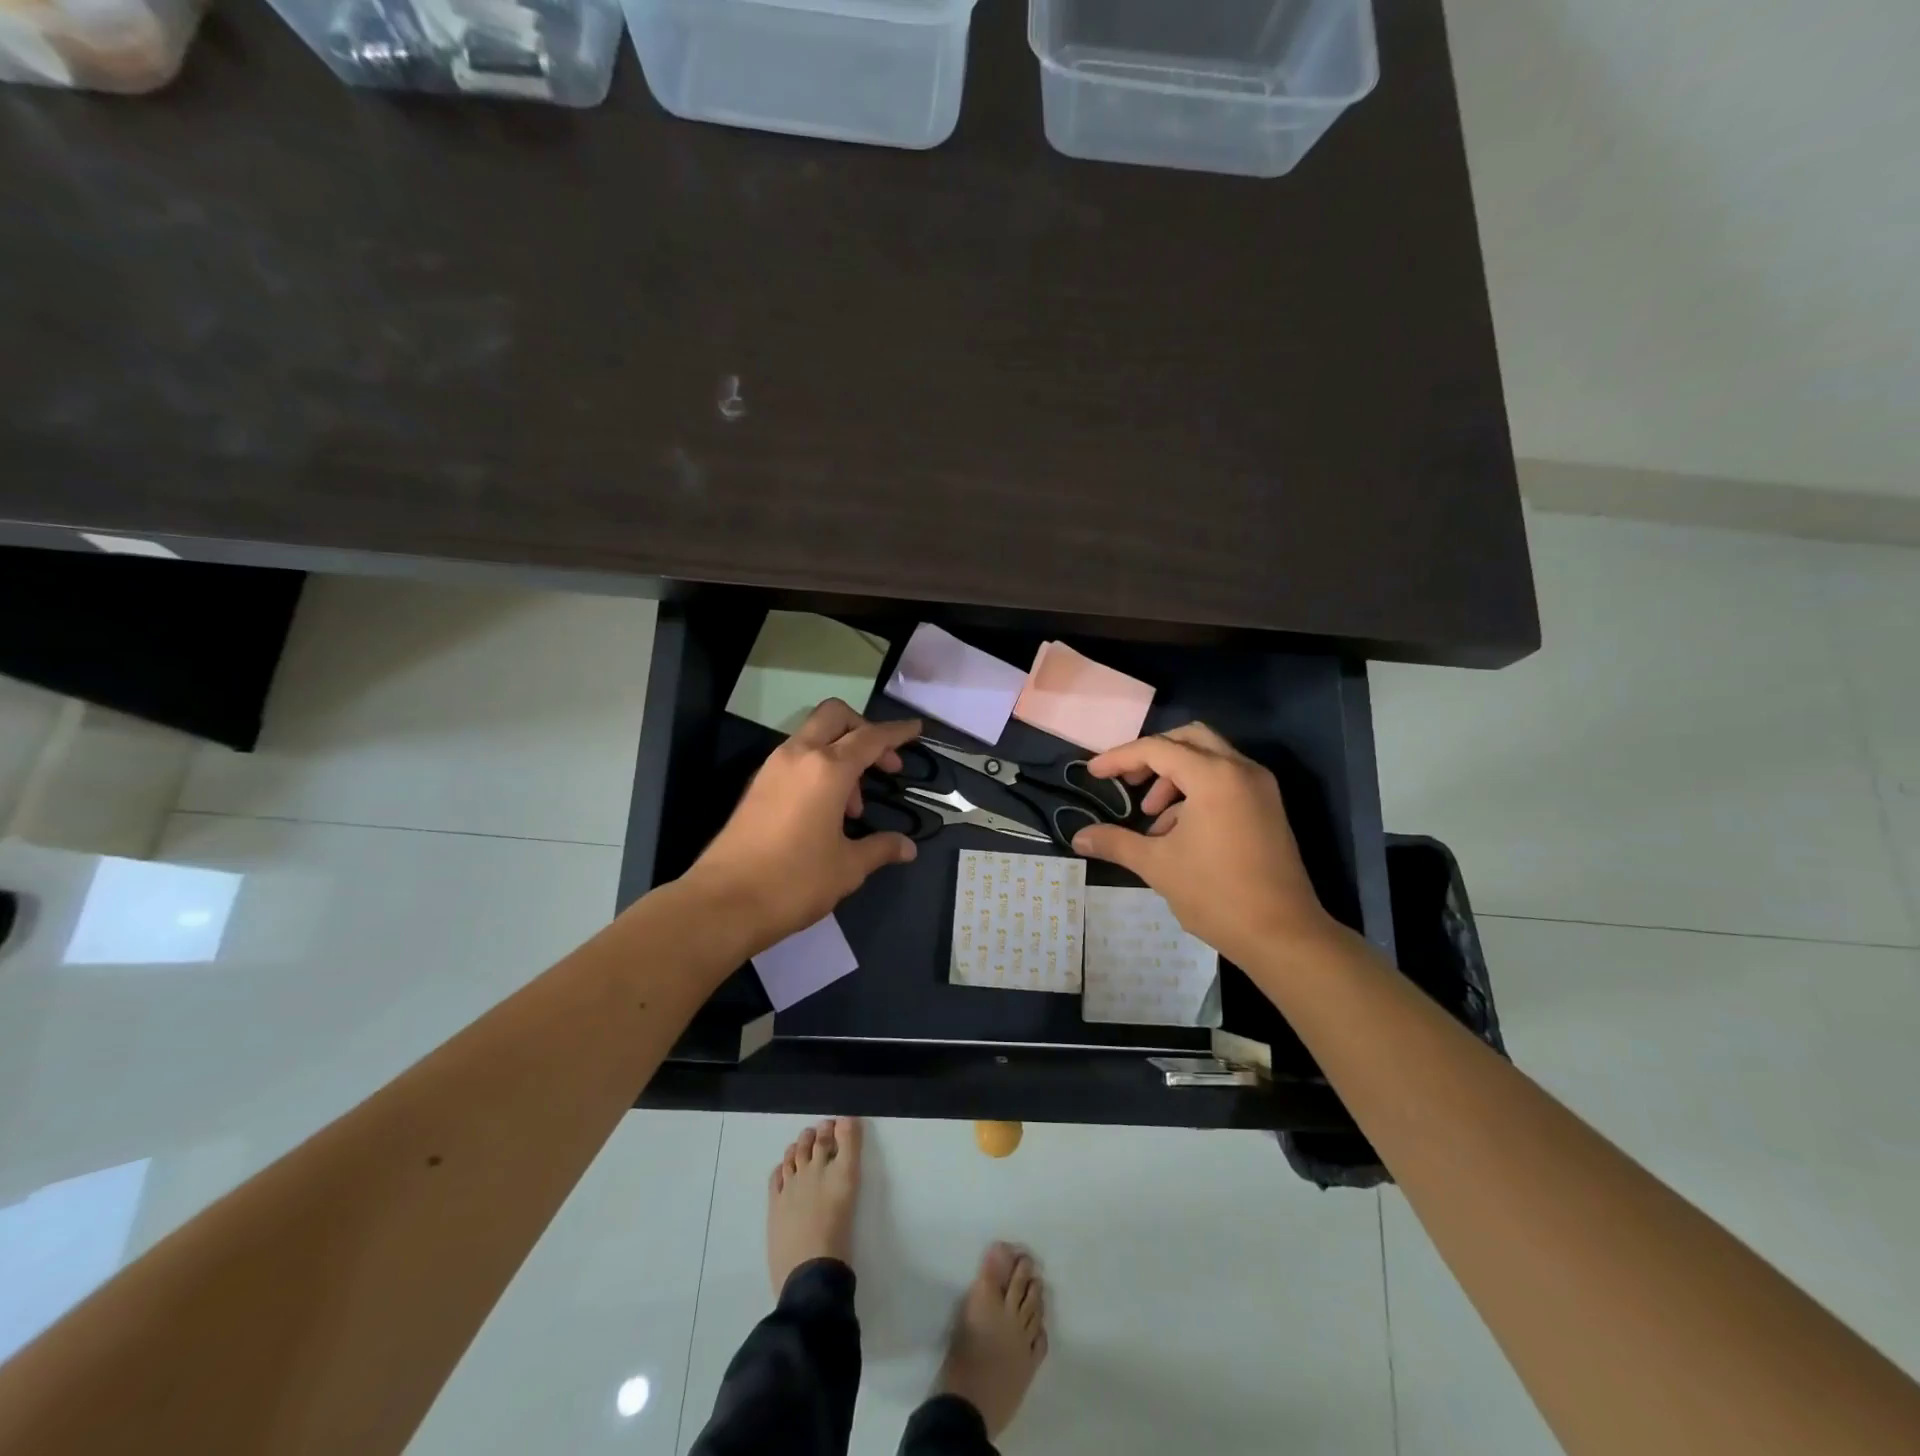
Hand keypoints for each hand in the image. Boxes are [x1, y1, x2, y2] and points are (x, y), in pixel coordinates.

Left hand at [687, 700, 921, 953]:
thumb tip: (908, 847)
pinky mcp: (757, 786)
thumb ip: (880, 848)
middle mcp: (799, 756)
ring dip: (840, 754)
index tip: (916, 729)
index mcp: (827, 769)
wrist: (723, 902)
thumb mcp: (848, 867)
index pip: (870, 737)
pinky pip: (796, 759)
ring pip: (813, 736)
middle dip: (864, 729)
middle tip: (883, 764)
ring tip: (855, 807)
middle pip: (835, 716)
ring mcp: (773, 768)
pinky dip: (818, 768)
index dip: (896, 732)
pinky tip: (827, 810)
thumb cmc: (795, 881)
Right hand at [1071, 723, 1338, 966]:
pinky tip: (1178, 830)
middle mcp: (1241, 770)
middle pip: (1189, 739)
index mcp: (1214, 776)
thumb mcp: (1157, 865)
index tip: (1093, 773)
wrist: (1283, 934)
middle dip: (1153, 756)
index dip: (1120, 758)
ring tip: (1152, 817)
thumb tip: (1078, 838)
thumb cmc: (1216, 894)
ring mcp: (1260, 788)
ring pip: (1210, 758)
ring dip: (1175, 777)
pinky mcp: (1268, 808)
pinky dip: (1197, 791)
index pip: (1157, 749)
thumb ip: (1115, 842)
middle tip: (1129, 782)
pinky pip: (1226, 780)